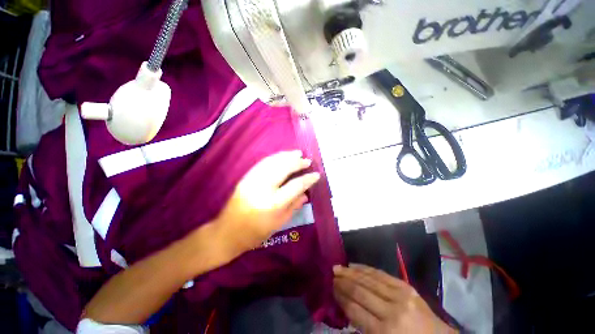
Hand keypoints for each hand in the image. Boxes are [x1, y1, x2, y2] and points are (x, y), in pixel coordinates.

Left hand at [213, 150, 319, 258]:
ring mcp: (252, 181)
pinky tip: (282, 156)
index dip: (307, 179)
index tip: (316, 174)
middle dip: (297, 163)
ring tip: (297, 153)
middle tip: (307, 160)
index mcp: (273, 204)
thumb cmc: (255, 233)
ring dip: (286, 156)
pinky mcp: (245, 178)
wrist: (226, 233)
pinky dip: (274, 157)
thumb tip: (305, 193)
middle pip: (283, 169)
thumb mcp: (279, 224)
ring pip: (272, 162)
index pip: (295, 186)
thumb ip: (293, 206)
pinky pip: (262, 163)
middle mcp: (263, 189)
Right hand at [333, 264, 455, 333]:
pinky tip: (354, 265)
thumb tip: (344, 308)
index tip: (331, 288)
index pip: (354, 310)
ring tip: (338, 267)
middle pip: (360, 292)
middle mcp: (391, 312)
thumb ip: (363, 330)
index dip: (341, 298)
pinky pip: (380, 274)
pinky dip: (364, 269)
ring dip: (350, 272)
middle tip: (331, 275)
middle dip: (343, 282)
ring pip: (368, 280)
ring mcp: (400, 296)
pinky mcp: (405, 286)